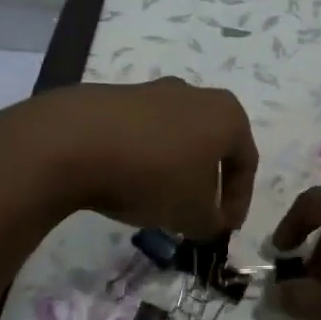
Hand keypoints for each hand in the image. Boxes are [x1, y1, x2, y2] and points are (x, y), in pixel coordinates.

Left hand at [14, 78, 256, 237]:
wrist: (74, 142)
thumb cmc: (153, 176)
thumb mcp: (193, 214)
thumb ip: (212, 224)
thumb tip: (211, 224)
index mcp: (227, 115)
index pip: (246, 163)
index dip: (239, 201)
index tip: (224, 229)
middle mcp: (195, 94)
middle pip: (212, 147)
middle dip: (206, 184)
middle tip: (196, 215)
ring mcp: (153, 91)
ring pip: (176, 138)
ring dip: (174, 172)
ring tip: (158, 203)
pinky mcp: (115, 97)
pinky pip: (141, 135)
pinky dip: (143, 159)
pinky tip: (126, 184)